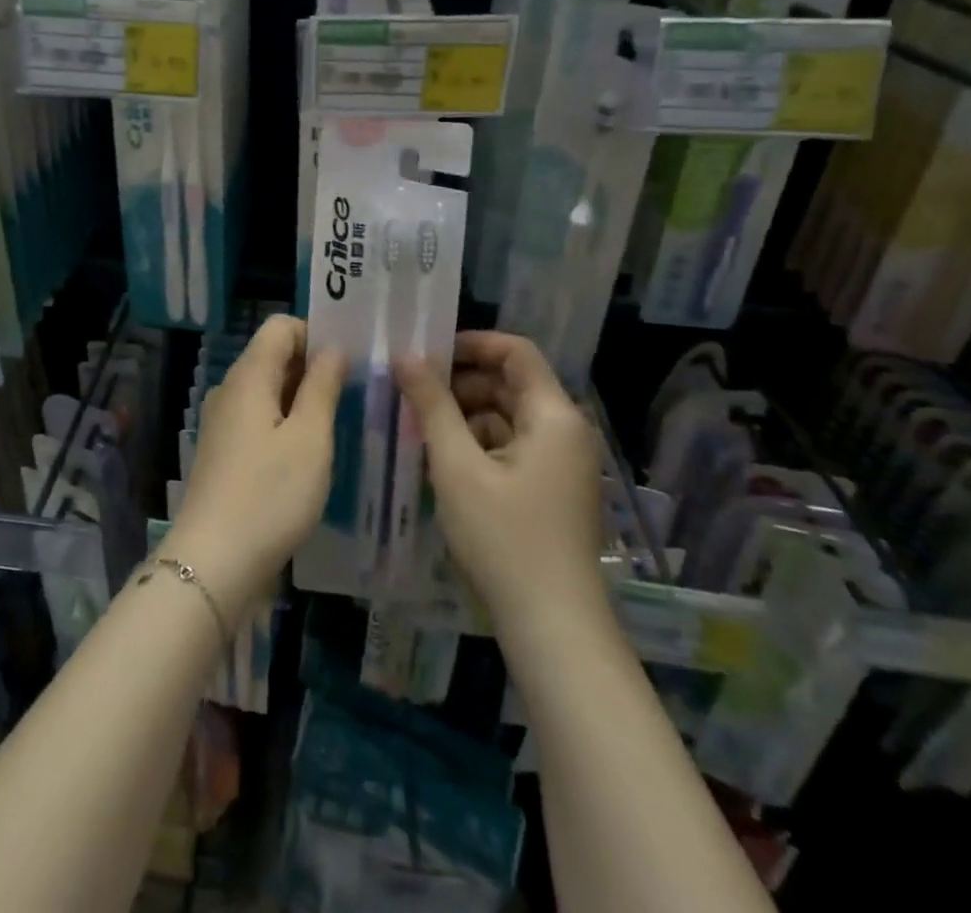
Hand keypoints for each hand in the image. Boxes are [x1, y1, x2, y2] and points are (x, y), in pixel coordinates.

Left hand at [165, 315, 344, 615]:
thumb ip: (322, 386)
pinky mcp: (223, 451)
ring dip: (302, 397)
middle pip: (273, 356)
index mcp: (248, 376)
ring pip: (268, 390)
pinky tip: (310, 452)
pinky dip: (286, 422)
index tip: (350, 360)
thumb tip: (332, 348)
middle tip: (356, 391)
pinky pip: (259, 419)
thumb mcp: (310, 438)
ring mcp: (222, 422)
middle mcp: (230, 390)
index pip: (281, 327)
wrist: (214, 562)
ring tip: (340, 421)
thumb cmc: (270, 495)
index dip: (316, 333)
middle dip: (313, 366)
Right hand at [395, 332, 605, 631]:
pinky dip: (478, 444)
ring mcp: (561, 463)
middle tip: (410, 392)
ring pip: (507, 417)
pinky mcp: (552, 490)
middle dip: (459, 383)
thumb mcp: (457, 465)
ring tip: (418, 427)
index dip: (471, 343)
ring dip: (464, 415)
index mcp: (554, 416)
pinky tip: (442, 461)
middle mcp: (565, 431)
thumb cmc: (504, 537)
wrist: (553, 626)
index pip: (515, 351)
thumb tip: (405, 356)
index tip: (426, 353)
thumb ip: (431, 404)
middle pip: (510, 384)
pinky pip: (512, 447)